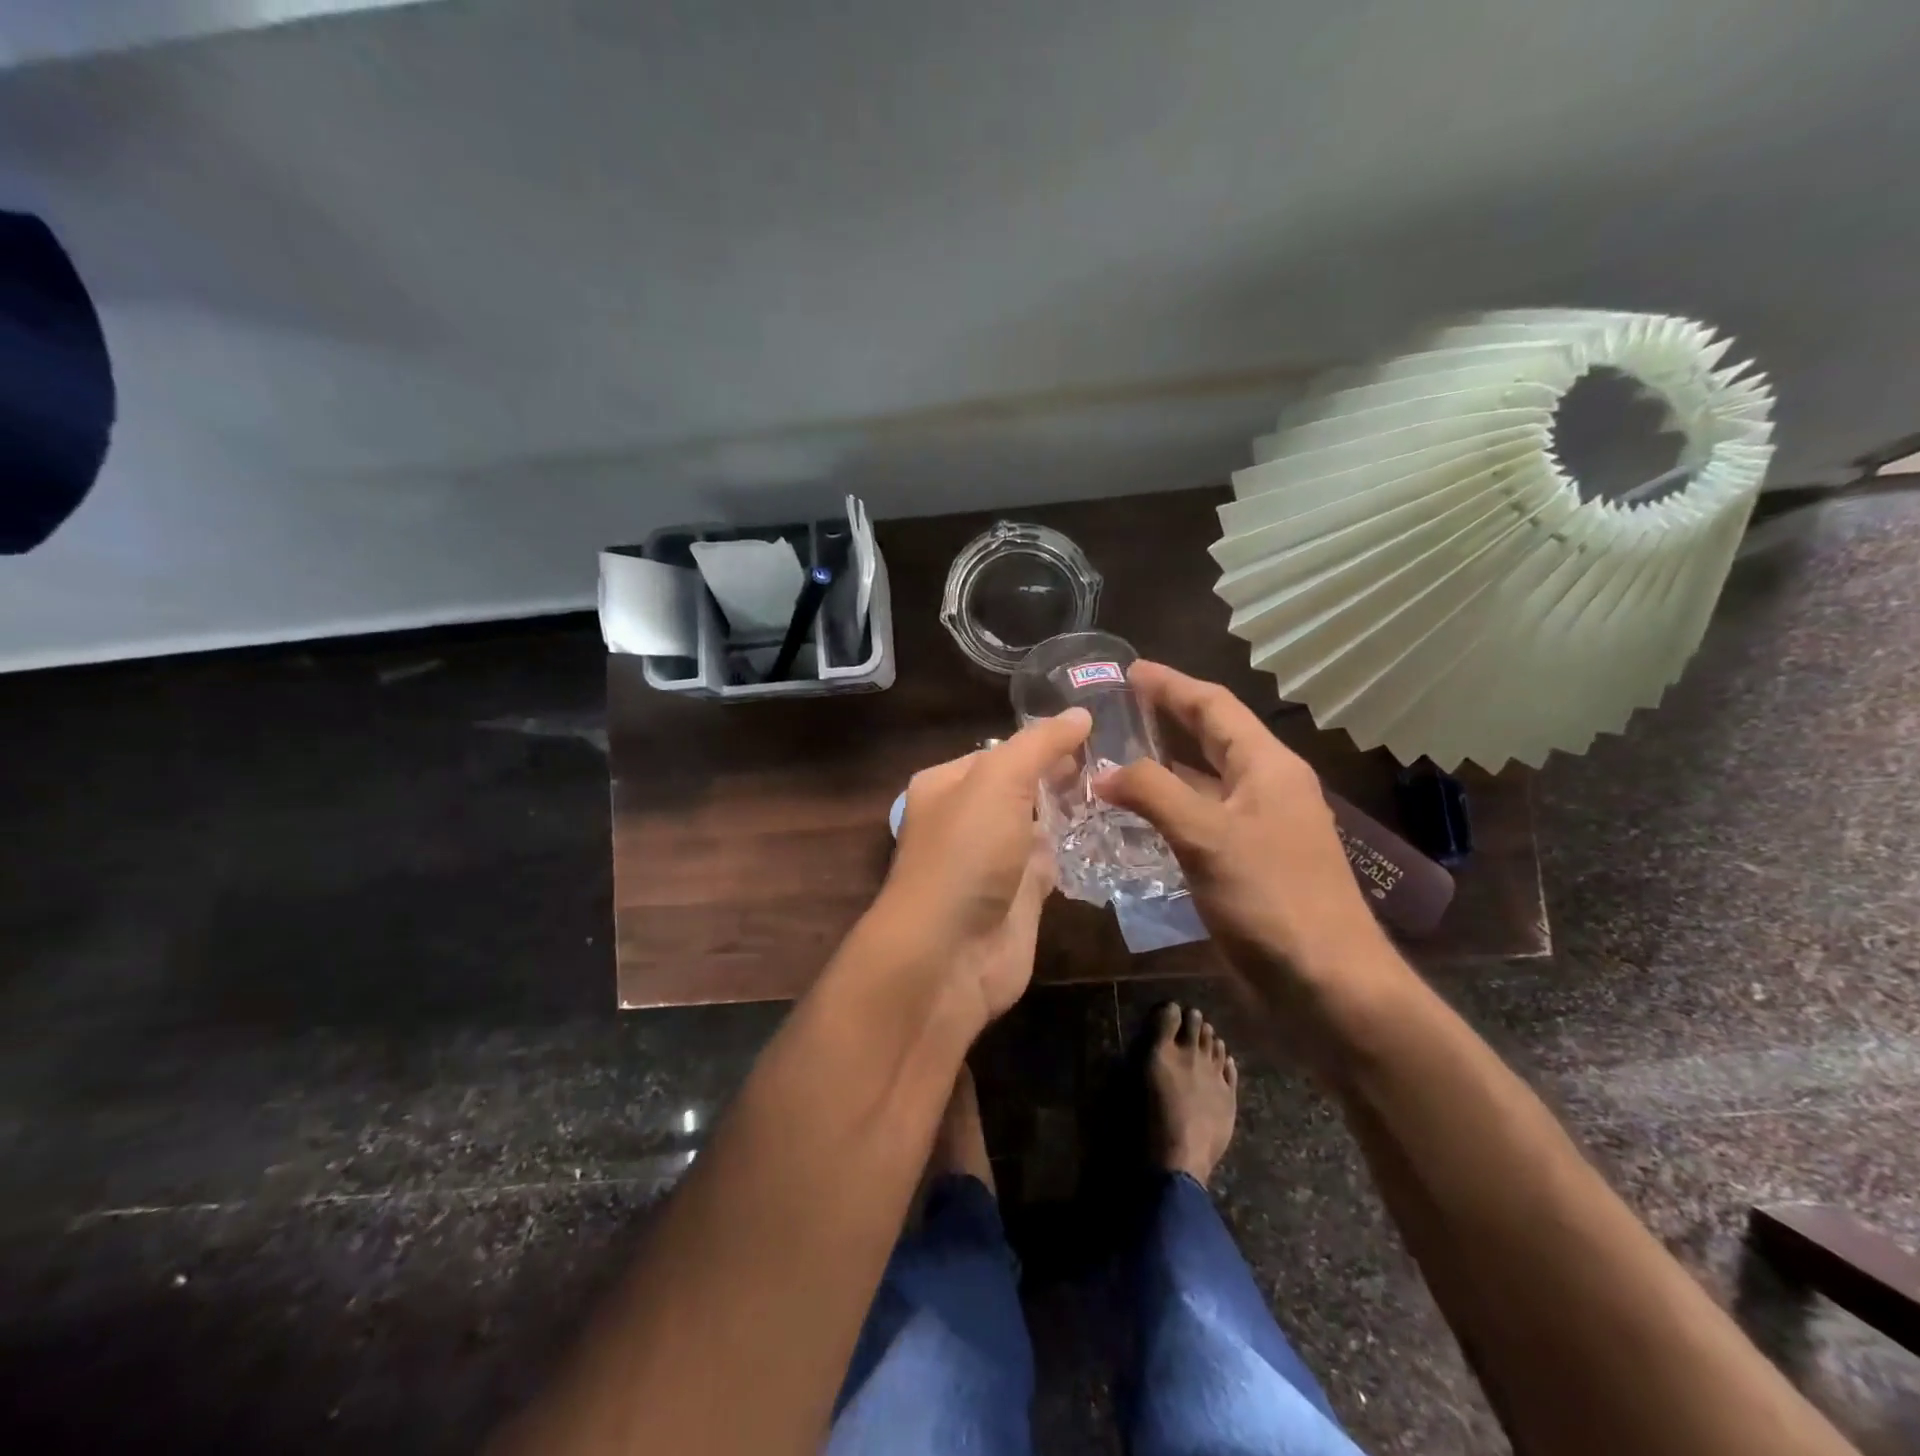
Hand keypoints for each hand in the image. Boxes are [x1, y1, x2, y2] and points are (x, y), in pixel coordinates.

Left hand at [871, 709, 1091, 1025]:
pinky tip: (1112, 836)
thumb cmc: (966, 854)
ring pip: (1039, 827)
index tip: (1096, 733)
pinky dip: (1075, 853)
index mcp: (948, 784)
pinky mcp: (1019, 899)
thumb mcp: (998, 781)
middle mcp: (967, 819)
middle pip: (1021, 788)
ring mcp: (994, 862)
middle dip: (1062, 776)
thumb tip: (1079, 714)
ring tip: (1126, 789)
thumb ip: (1039, 745)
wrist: (949, 954)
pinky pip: (1051, 865)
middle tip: (1120, 760)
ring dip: (1073, 813)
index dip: (1043, 742)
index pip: (1001, 751)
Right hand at [1096, 662, 1395, 1001]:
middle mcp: (1265, 787)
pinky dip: (1168, 809)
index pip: (1215, 706)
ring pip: (1203, 781)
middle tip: (1117, 706)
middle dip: (1167, 717)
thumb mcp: (1207, 836)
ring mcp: (1258, 827)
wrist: (1327, 983)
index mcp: (1267, 766)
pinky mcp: (1247, 862)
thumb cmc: (1272, 898)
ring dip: (1163, 766)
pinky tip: (1135, 817)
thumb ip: (1153, 794)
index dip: (1171, 685)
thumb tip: (1104, 772)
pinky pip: (1200, 819)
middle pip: (1211, 737)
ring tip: (1113, 756)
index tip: (1128, 671)